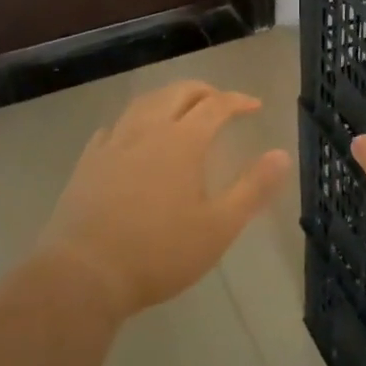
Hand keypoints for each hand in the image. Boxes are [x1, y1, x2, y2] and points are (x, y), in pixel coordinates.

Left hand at [39, 81, 288, 318]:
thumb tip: (281, 154)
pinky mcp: (88, 161)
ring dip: (168, 98)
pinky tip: (133, 136)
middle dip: (204, 92)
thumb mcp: (218, 227)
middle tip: (220, 103)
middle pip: (178, 92)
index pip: (216, 105)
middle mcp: (148, 130)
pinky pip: (114, 127)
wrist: (84, 274)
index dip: (238, 101)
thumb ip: (253, 188)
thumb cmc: (159, 253)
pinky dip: (133, 122)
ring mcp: (114, 143)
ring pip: (144, 103)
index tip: (254, 106)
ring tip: (180, 109)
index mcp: (183, 141)